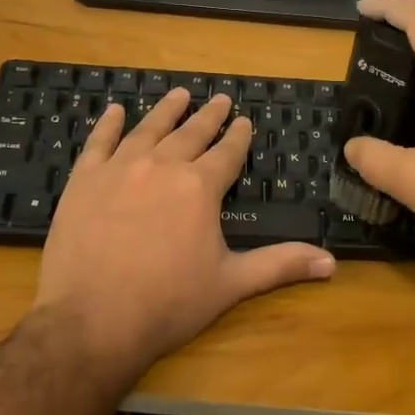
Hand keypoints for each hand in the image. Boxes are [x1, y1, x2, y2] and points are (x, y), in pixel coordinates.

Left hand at [34, 88, 335, 373]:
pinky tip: (115, 111)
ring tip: (179, 94)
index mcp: (199, 187)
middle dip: (208, 116)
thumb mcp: (230, 284)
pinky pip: (99, 142)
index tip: (244, 120)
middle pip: (191, 133)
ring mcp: (120, 169)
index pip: (226, 152)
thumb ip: (279, 265)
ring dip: (167, 111)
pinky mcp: (84, 181)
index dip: (238, 136)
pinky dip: (109, 124)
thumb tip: (331, 262)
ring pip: (149, 129)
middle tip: (220, 99)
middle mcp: (162, 166)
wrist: (92, 320)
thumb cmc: (168, 303)